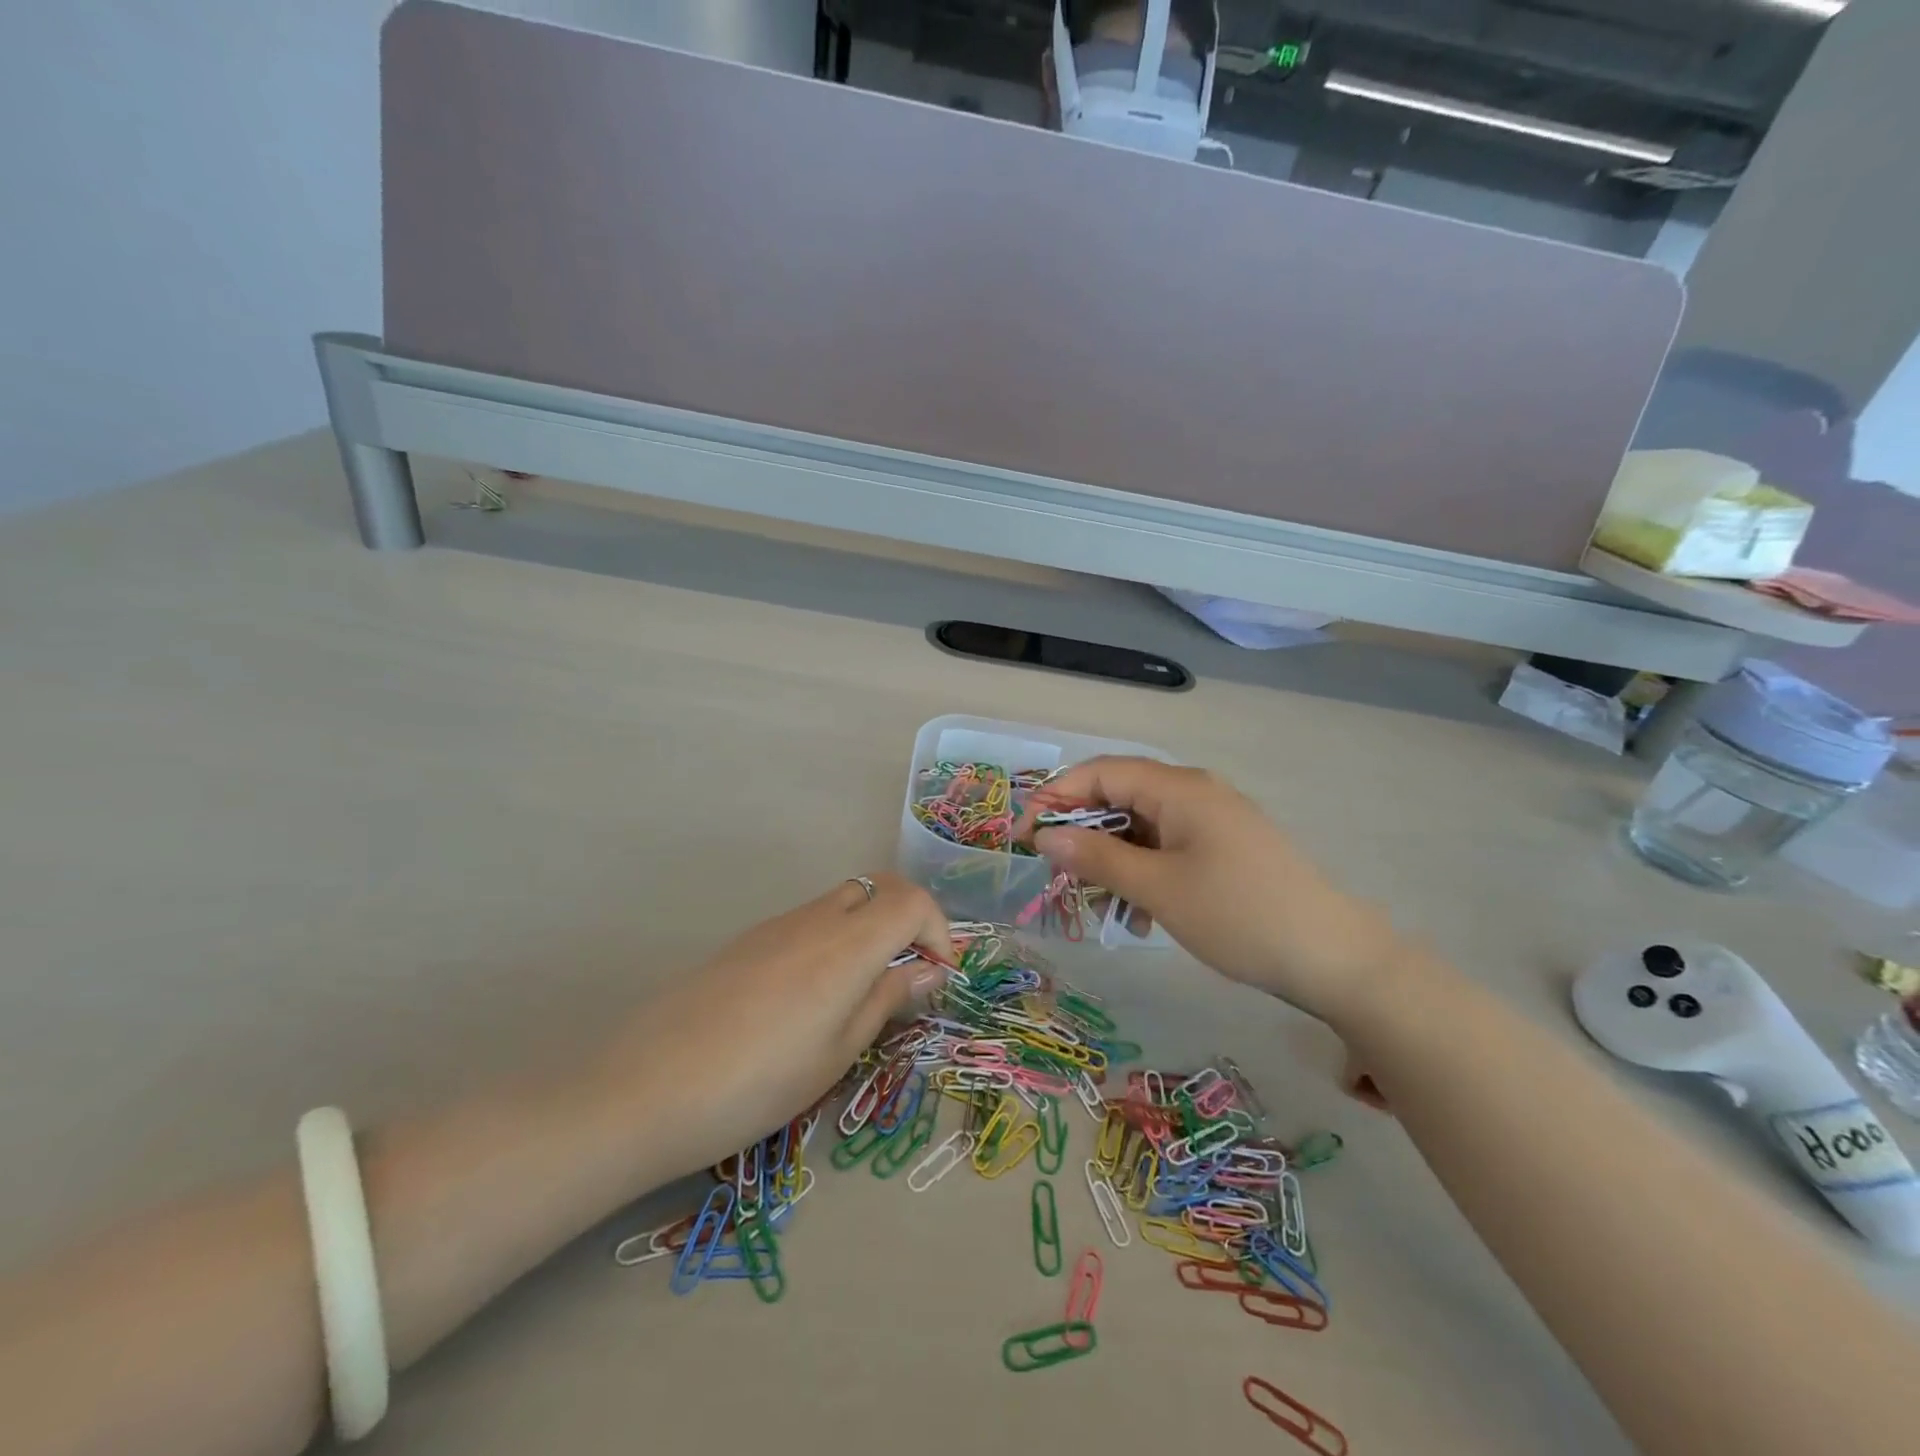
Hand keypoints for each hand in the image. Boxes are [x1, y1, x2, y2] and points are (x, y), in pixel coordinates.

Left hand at [607, 874, 954, 1179]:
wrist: (645, 1089)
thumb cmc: (758, 1083)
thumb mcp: (837, 1053)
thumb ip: (886, 1000)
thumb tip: (928, 970)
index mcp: (847, 945)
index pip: (912, 900)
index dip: (939, 931)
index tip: (938, 976)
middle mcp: (815, 919)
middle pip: (879, 886)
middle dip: (909, 917)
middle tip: (910, 971)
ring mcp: (776, 925)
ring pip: (843, 901)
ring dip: (870, 928)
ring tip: (864, 990)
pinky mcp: (747, 940)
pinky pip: (809, 921)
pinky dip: (834, 938)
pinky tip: (812, 995)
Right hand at [1021, 758, 1406, 1029]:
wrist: (1334, 958)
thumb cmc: (1238, 915)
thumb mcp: (1157, 889)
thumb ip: (1097, 858)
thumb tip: (1046, 836)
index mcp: (1179, 788)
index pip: (1101, 772)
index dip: (1056, 797)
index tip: (1024, 836)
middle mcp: (1195, 793)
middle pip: (1120, 797)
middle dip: (1083, 834)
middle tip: (1055, 874)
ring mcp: (1214, 821)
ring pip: (1142, 828)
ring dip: (1112, 861)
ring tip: (1098, 906)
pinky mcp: (1226, 849)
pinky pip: (1168, 849)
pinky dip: (1143, 874)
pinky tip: (1138, 916)